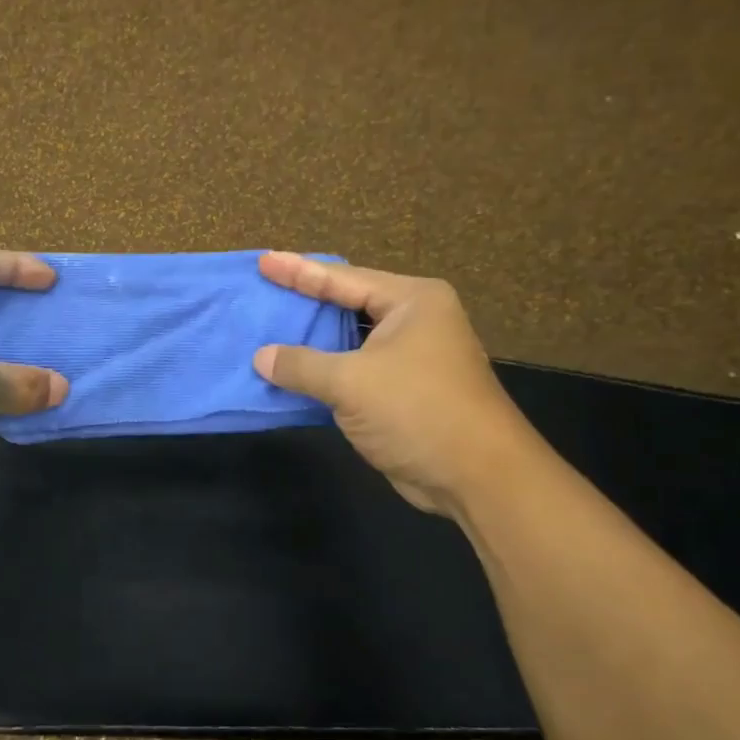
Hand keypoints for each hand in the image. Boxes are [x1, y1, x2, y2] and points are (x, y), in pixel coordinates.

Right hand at [252, 252, 521, 515]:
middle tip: (264, 291)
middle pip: (348, 303)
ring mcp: (412, 357)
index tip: (262, 261)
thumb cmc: (418, 412)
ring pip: (350, 341)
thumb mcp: (352, 383)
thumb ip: (302, 365)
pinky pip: (355, 371)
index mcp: (412, 301)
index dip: (298, 271)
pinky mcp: (404, 391)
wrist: (478, 477)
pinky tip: (292, 372)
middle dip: (305, 302)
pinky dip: (325, 372)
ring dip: (313, 342)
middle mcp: (415, 321)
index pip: (342, 278)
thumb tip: (261, 357)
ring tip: (270, 328)